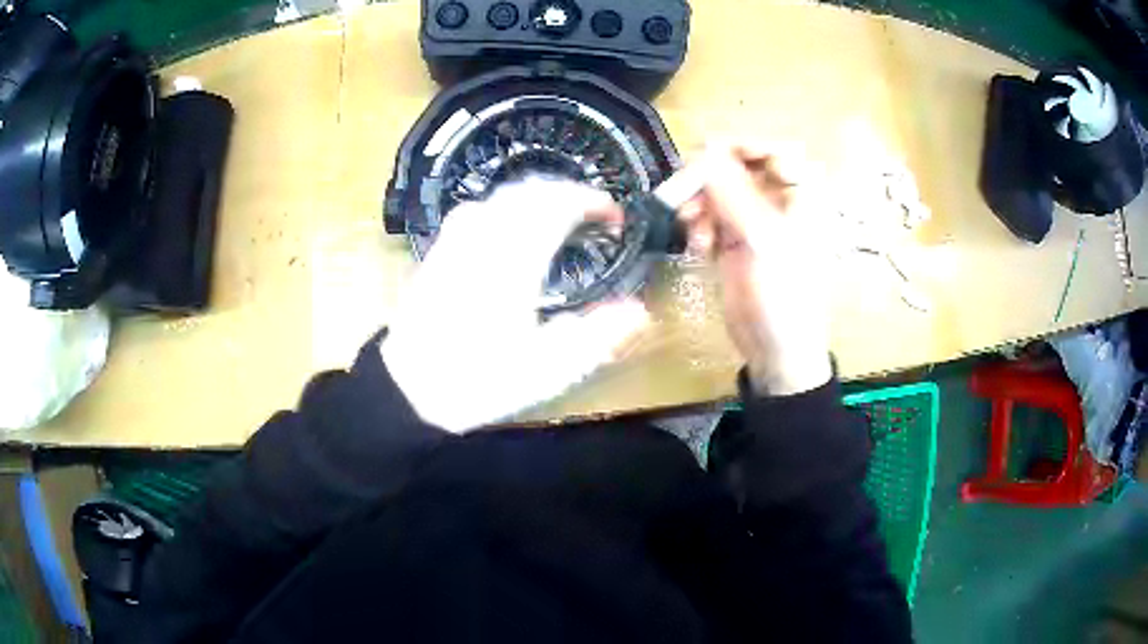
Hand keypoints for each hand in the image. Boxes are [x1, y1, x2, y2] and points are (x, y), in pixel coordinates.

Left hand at [381, 178, 649, 432]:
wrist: (407, 390)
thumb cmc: (478, 380)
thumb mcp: (545, 370)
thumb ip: (596, 337)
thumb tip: (641, 312)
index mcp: (514, 259)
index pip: (558, 205)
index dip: (592, 202)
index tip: (615, 216)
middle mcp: (484, 237)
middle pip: (530, 191)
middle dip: (568, 192)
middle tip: (595, 212)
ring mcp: (456, 241)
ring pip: (503, 195)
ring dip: (539, 196)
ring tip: (562, 214)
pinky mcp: (439, 252)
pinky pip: (479, 208)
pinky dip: (509, 206)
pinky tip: (513, 228)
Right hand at [680, 142, 832, 395]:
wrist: (774, 348)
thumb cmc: (783, 294)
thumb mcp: (761, 240)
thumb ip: (732, 193)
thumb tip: (703, 151)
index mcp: (801, 196)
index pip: (772, 151)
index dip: (739, 147)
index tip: (705, 151)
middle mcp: (778, 202)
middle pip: (738, 168)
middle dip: (709, 178)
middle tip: (683, 188)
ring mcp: (754, 220)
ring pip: (718, 191)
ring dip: (699, 204)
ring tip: (691, 226)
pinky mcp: (733, 239)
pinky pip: (709, 215)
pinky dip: (699, 224)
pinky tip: (698, 245)